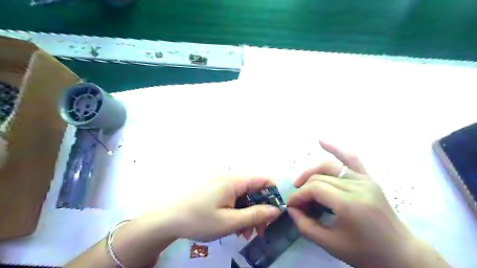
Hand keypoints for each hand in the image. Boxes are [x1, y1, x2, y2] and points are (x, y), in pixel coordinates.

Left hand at [160, 177, 279, 241]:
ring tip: (244, 233)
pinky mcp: (213, 189)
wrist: (165, 219)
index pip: (263, 179)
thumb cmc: (199, 220)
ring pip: (243, 195)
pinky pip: (232, 197)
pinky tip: (233, 225)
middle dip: (260, 209)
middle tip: (259, 231)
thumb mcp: (230, 222)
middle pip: (253, 189)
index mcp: (234, 181)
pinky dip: (237, 210)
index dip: (273, 194)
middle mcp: (228, 177)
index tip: (276, 213)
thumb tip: (276, 210)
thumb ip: (255, 215)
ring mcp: (220, 183)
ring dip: (248, 212)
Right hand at [286, 140, 418, 267]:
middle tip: (298, 202)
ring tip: (301, 181)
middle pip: (319, 177)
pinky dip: (336, 148)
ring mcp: (364, 179)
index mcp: (349, 204)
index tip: (291, 206)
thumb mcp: (330, 245)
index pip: (314, 188)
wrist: (400, 253)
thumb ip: (305, 226)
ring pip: (329, 166)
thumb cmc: (365, 253)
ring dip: (311, 171)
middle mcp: (356, 186)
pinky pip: (351, 158)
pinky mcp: (368, 178)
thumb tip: (291, 209)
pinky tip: (321, 141)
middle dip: (303, 188)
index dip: (298, 196)